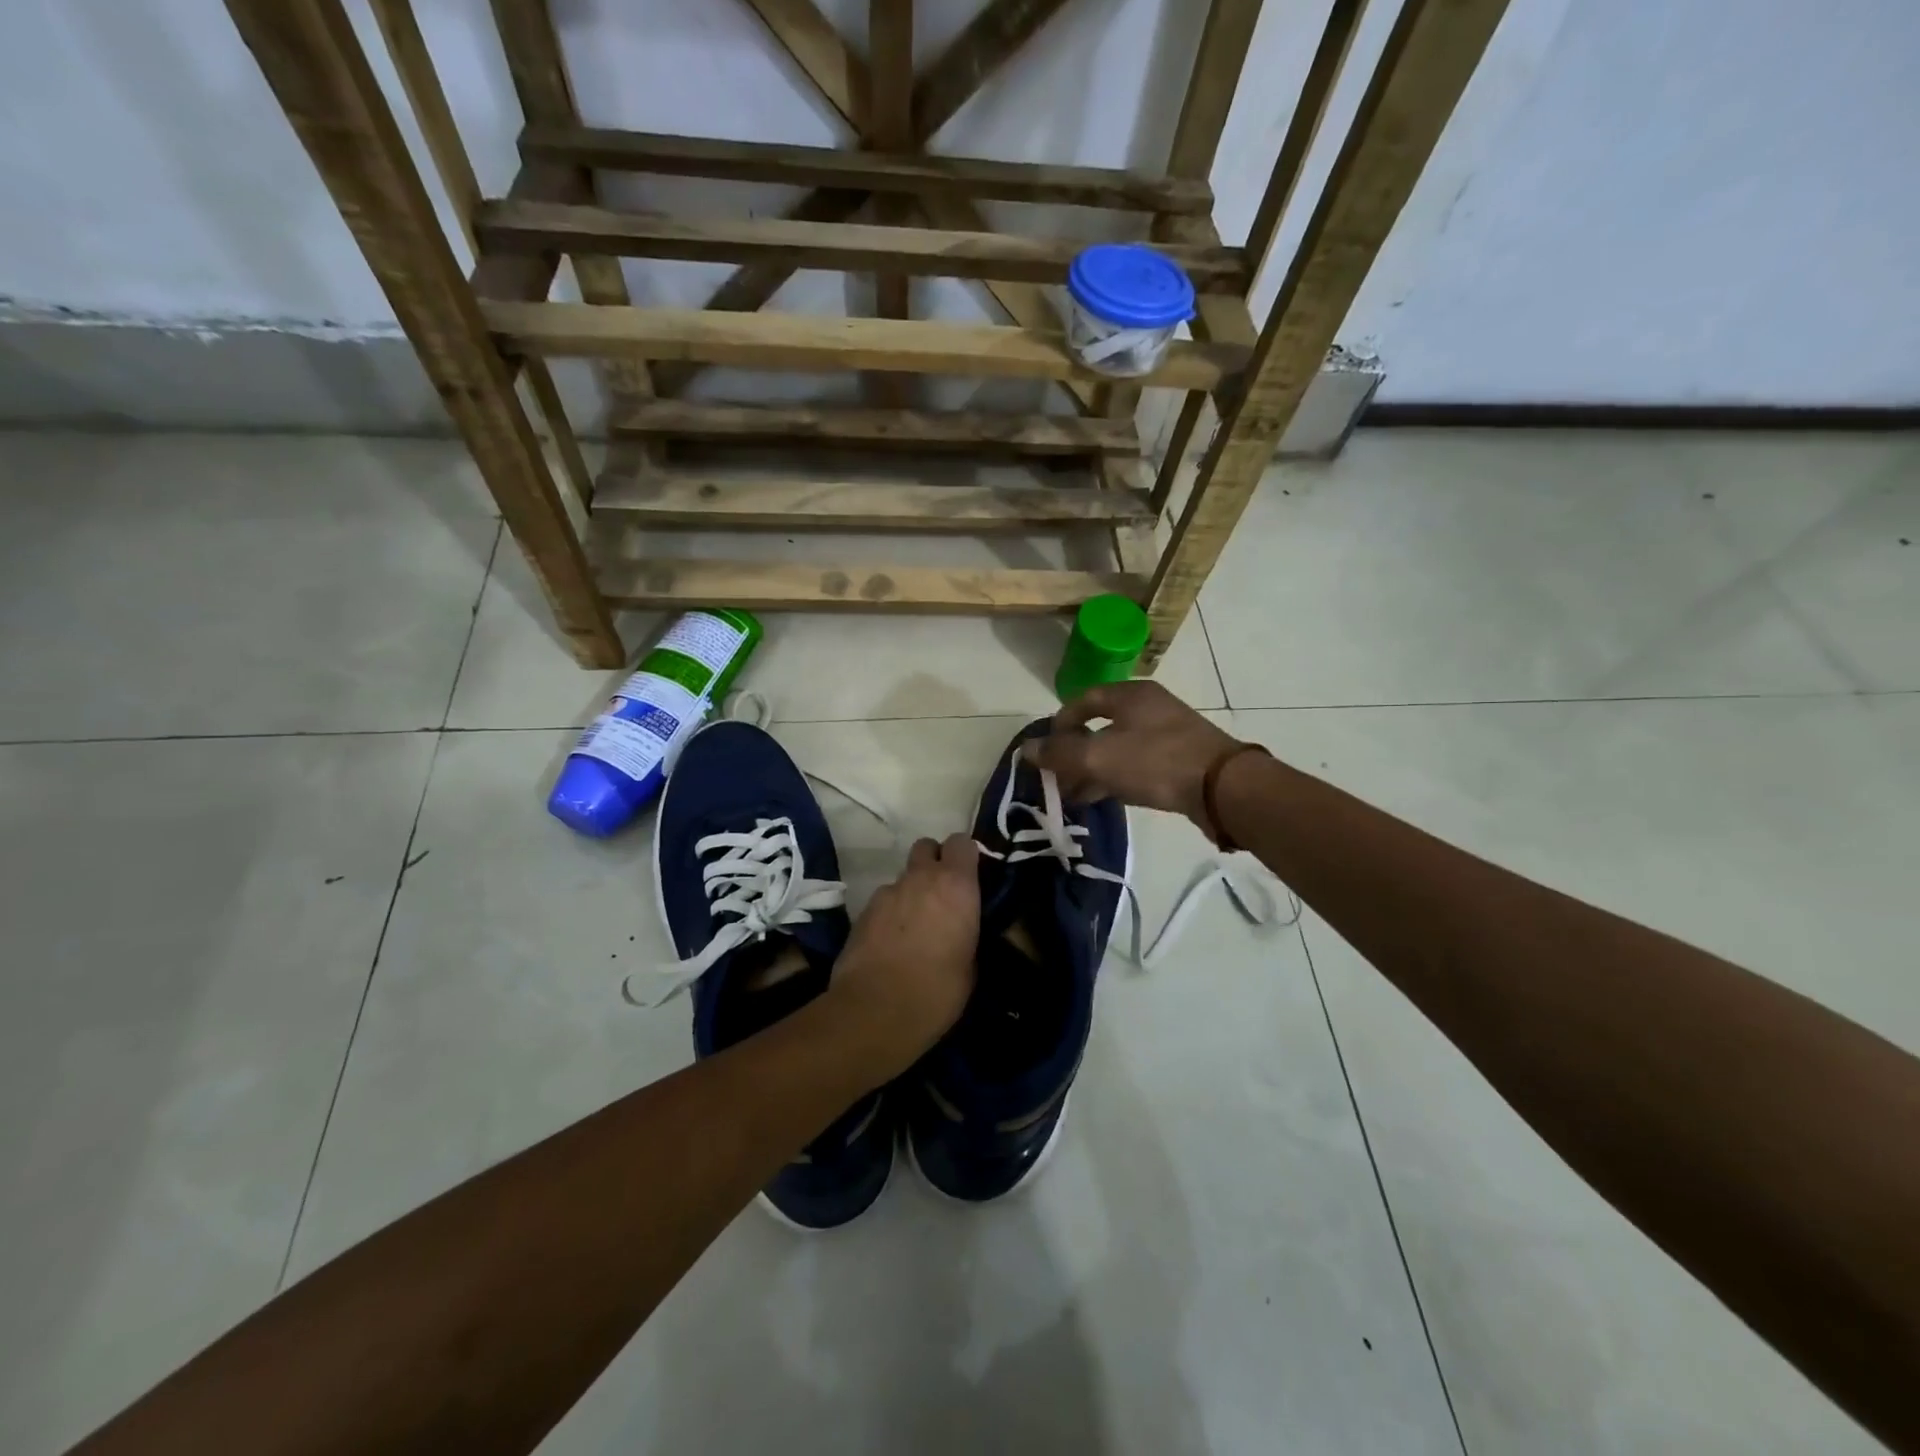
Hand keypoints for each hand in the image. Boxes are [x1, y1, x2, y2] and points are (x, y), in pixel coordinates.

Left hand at [827, 832, 979, 1079]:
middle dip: (934, 862)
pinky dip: (890, 913)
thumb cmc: (937, 992)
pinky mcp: (862, 912)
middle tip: (941, 894)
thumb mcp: (971, 965)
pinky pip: (883, 901)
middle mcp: (920, 878)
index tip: (971, 876)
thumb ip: (967, 931)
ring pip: (904, 877)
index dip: (966, 855)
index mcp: (955, 885)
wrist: (875, 1012)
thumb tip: (962, 929)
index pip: (962, 842)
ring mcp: (887, 892)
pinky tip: (891, 943)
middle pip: (927, 846)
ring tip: (914, 927)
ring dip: (911, 892)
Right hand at [1027, 679, 1242, 822]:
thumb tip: (1026, 750)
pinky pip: (1138, 763)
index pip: (1083, 701)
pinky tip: (1105, 798)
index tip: (1046, 750)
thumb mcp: (1099, 757)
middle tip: (1058, 777)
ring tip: (1075, 795)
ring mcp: (1168, 732)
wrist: (1223, 788)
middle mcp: (1149, 707)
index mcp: (1129, 695)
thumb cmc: (1155, 762)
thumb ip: (1059, 754)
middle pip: (1099, 725)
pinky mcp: (1180, 758)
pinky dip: (1116, 777)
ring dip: (1094, 768)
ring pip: (1118, 747)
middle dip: (1074, 752)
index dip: (1059, 724)